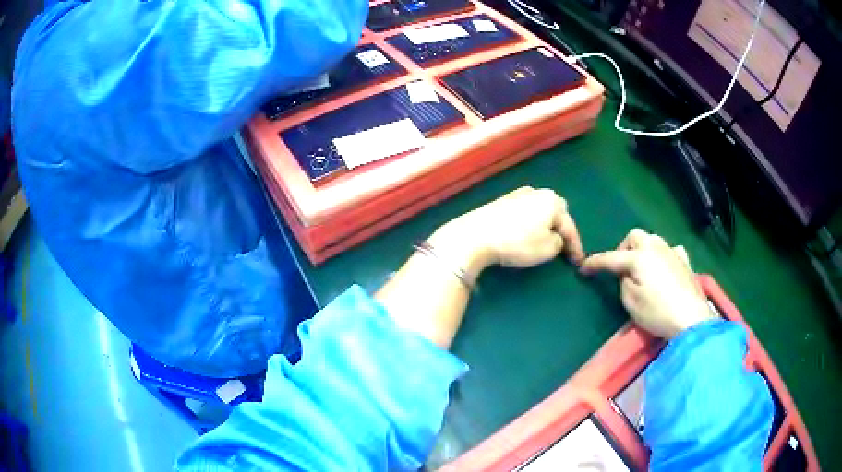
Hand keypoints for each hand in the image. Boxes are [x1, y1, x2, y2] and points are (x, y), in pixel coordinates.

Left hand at [427, 187, 584, 280]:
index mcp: (552, 201)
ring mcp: (517, 195)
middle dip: (561, 229)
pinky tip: (526, 234)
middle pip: (556, 212)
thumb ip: (559, 243)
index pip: (570, 226)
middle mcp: (537, 192)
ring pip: (539, 211)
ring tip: (546, 241)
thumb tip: (555, 238)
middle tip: (564, 248)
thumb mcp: (547, 249)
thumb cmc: (517, 243)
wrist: (474, 236)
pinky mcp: (501, 202)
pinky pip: (524, 213)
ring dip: (544, 225)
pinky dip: (529, 224)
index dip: (576, 247)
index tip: (579, 263)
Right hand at [580, 229, 715, 338]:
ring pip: (652, 239)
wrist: (691, 319)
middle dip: (623, 249)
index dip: (595, 263)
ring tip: (642, 267)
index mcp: (639, 257)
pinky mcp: (685, 261)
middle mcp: (655, 248)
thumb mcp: (631, 302)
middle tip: (620, 268)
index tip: (582, 268)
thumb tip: (627, 273)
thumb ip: (624, 282)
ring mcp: (672, 252)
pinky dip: (662, 255)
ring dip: (642, 249)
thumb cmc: (658, 312)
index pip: (610, 258)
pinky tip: (664, 266)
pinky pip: (670, 250)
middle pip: (634, 237)